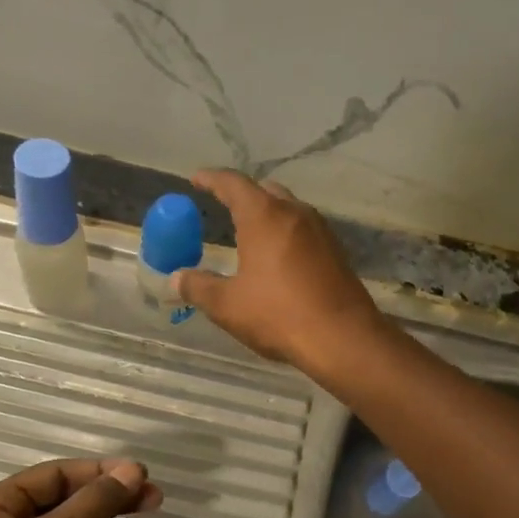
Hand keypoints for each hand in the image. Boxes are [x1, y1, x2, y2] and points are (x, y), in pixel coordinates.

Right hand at [173, 169, 387, 375]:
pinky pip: (304, 231)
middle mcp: (295, 213)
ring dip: (267, 214)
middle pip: (264, 191)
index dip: (211, 179)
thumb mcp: (227, 305)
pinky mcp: (336, 252)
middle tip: (223, 205)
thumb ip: (198, 287)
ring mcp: (320, 231)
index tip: (196, 179)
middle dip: (242, 195)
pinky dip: (285, 234)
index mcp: (264, 216)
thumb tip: (176, 278)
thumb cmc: (278, 315)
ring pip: (288, 209)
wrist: (343, 338)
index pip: (233, 184)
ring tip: (249, 232)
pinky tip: (278, 257)